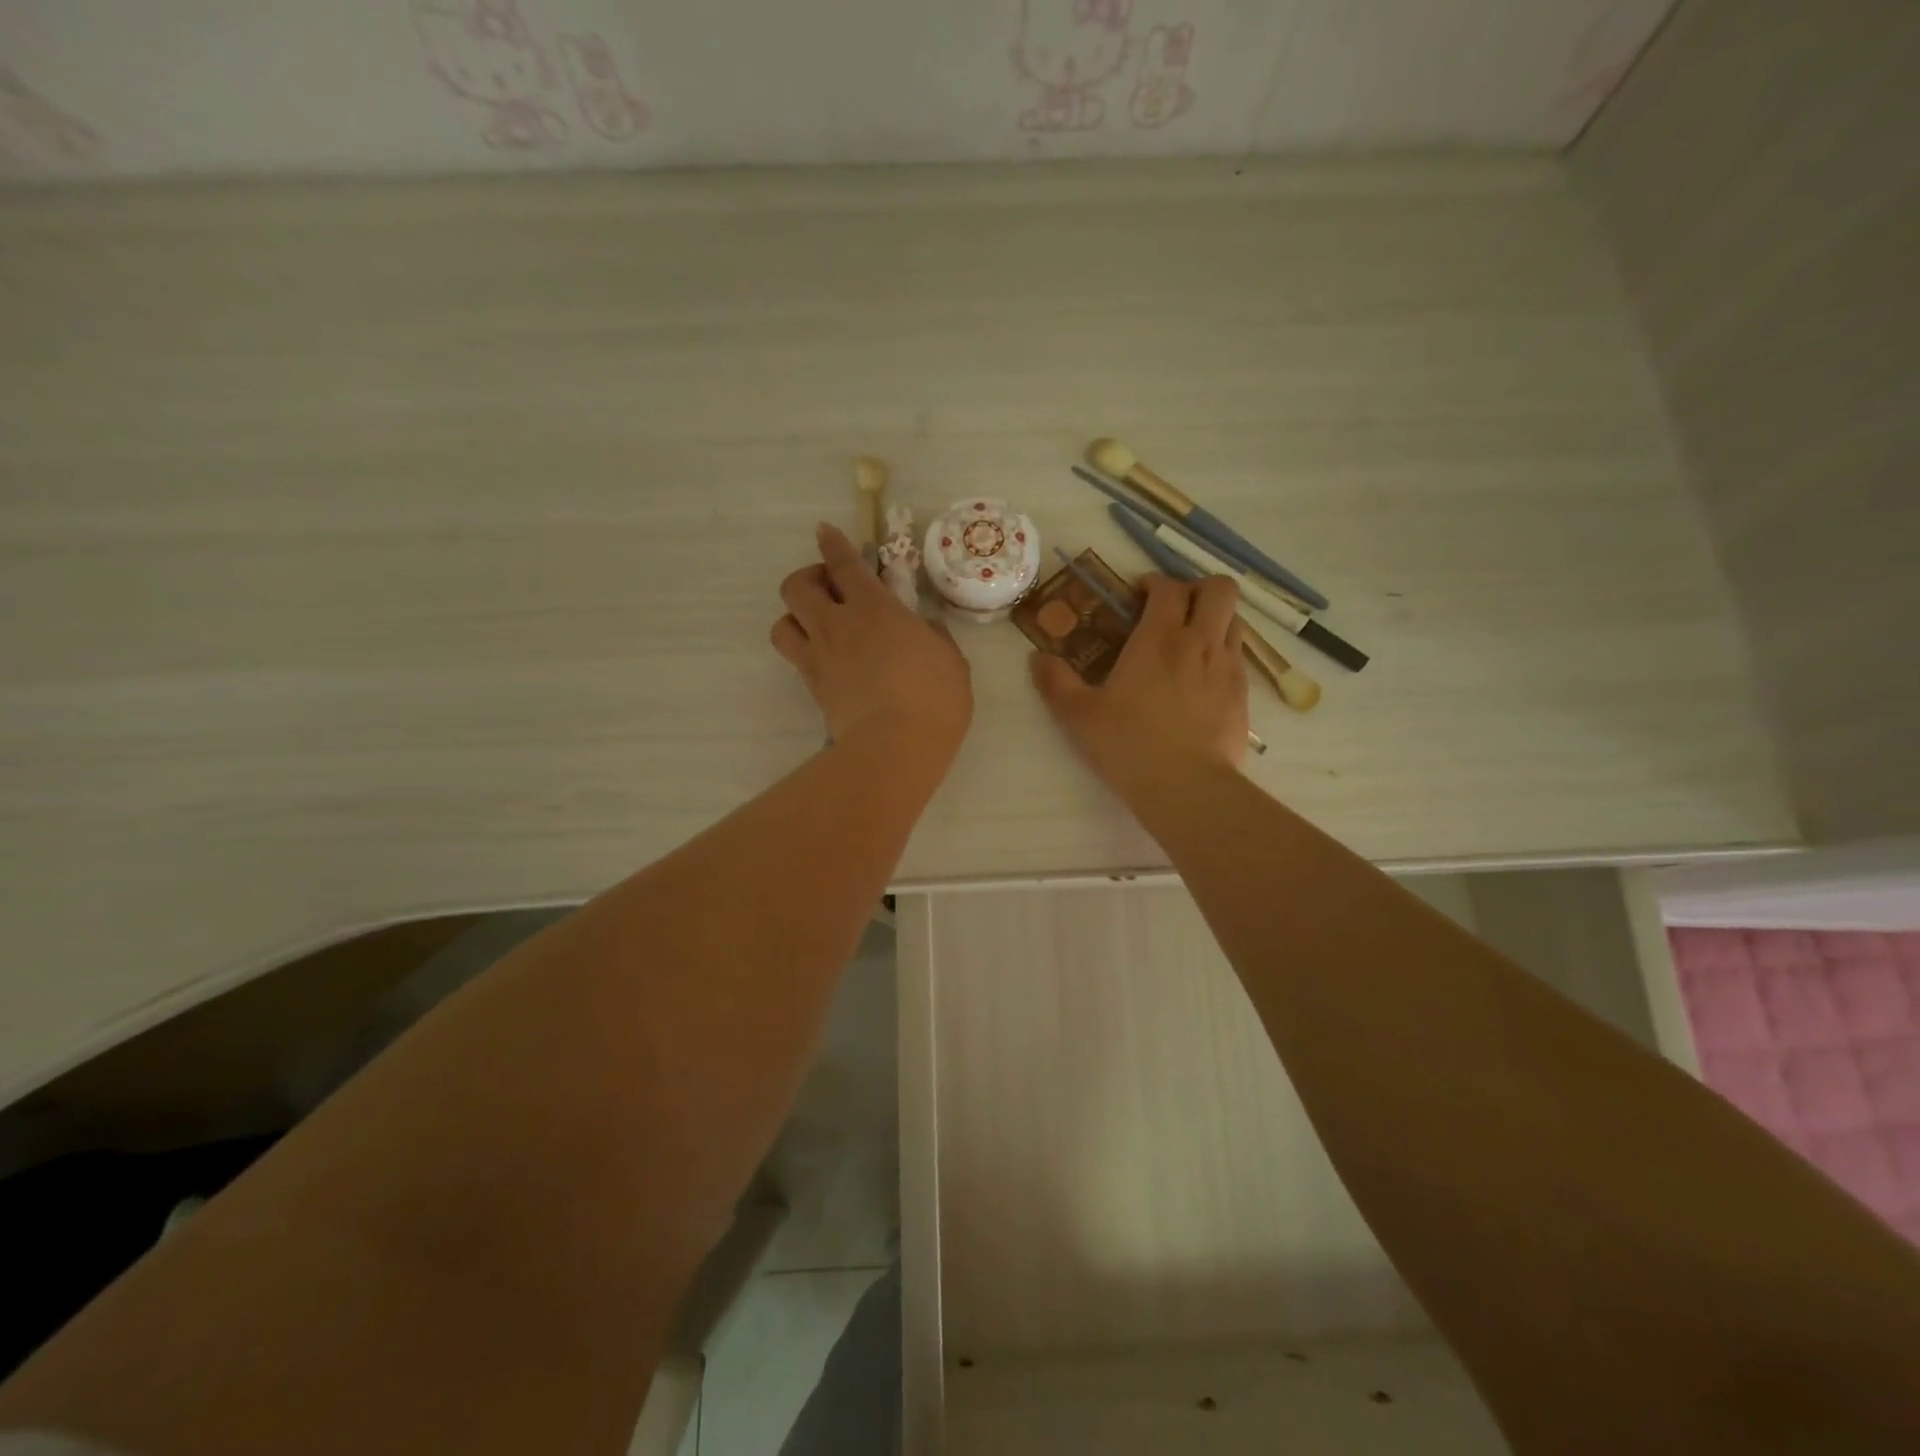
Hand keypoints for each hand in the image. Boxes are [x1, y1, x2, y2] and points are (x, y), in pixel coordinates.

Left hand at [772, 523, 972, 764]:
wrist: (897, 746)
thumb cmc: (934, 698)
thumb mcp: (950, 660)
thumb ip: (932, 637)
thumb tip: (923, 630)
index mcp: (875, 609)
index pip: (844, 564)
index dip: (832, 543)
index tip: (824, 531)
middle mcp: (838, 625)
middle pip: (796, 586)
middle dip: (809, 579)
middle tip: (831, 591)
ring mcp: (820, 658)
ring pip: (782, 623)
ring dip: (796, 618)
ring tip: (818, 627)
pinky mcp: (813, 687)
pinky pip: (795, 658)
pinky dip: (804, 651)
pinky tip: (827, 659)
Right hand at [1030, 573, 1247, 795]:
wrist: (1187, 787)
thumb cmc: (1128, 745)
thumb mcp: (1079, 716)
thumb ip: (1055, 682)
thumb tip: (1037, 658)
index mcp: (1159, 638)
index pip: (1168, 587)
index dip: (1154, 582)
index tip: (1137, 596)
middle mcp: (1200, 642)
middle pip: (1219, 589)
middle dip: (1197, 587)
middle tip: (1173, 607)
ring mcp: (1227, 668)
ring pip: (1235, 619)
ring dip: (1214, 617)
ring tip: (1189, 640)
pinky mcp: (1242, 695)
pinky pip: (1238, 657)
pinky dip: (1222, 652)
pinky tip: (1201, 679)